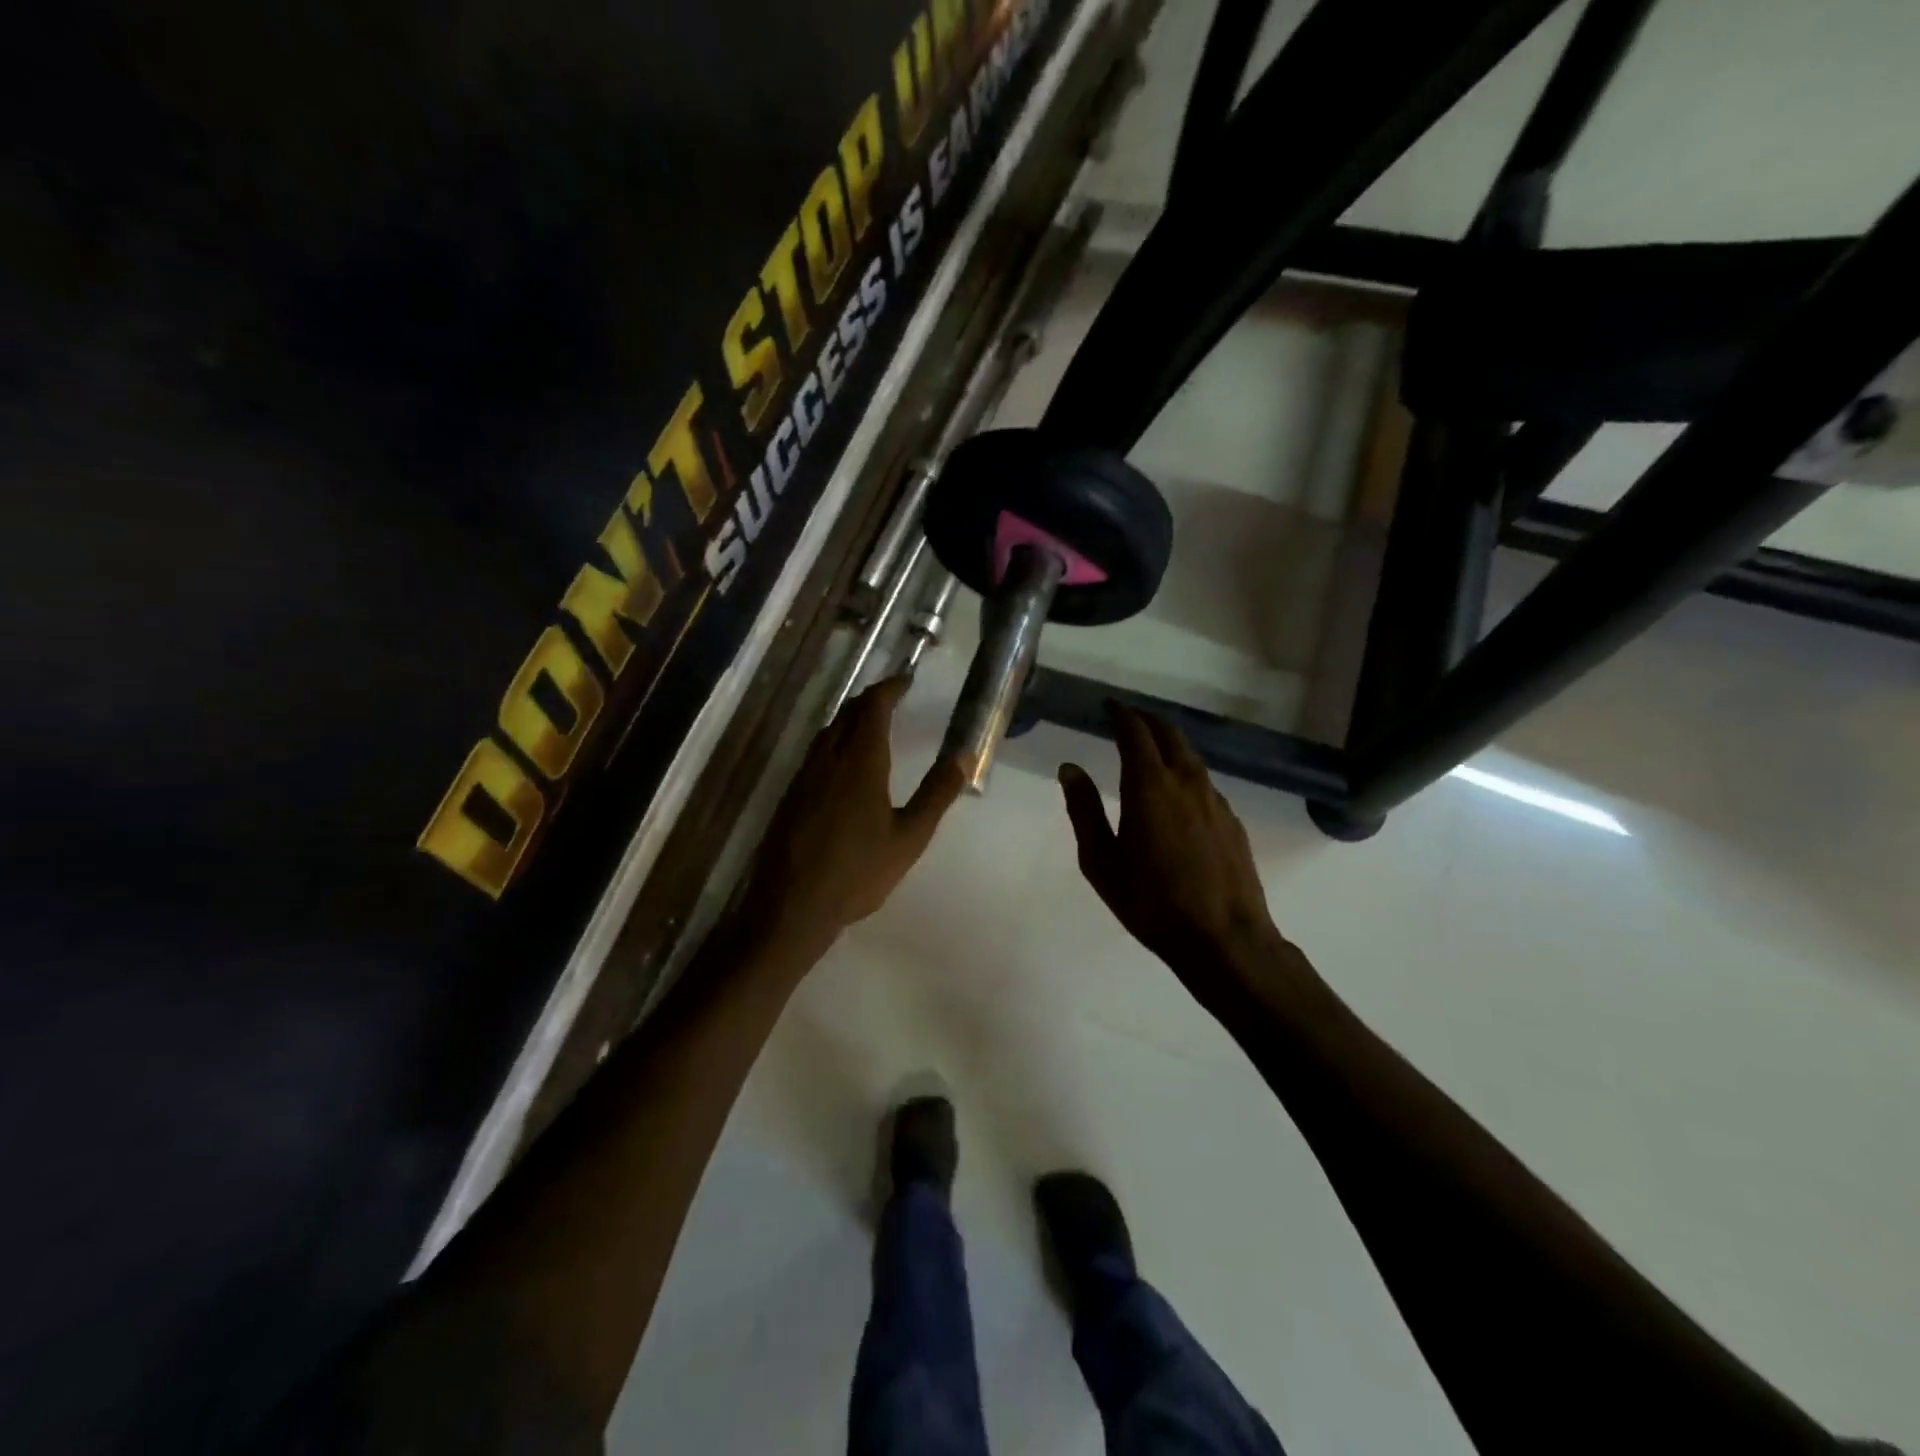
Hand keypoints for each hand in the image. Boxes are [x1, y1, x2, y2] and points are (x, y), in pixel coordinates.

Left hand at [744, 677, 964, 953]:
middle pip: (847, 712)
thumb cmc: (858, 873)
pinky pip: (816, 751)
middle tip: (893, 698)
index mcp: (860, 762)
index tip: (906, 680)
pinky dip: (835, 740)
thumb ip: (937, 793)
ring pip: (828, 730)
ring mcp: (804, 775)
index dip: (889, 688)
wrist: (792, 906)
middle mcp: (828, 758)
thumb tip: (964, 755)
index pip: (872, 707)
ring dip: (850, 718)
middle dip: (870, 699)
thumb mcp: (909, 837)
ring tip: (872, 724)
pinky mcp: (790, 794)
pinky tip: (843, 762)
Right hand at [1059, 703, 1302, 1015]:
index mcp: (1149, 787)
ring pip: (1190, 756)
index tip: (1109, 706)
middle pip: (1169, 734)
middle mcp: (1186, 782)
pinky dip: (1186, 771)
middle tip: (1128, 719)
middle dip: (1146, 720)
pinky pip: (1204, 782)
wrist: (1224, 940)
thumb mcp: (1102, 862)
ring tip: (1151, 749)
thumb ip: (1084, 811)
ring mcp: (1215, 801)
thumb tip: (1070, 769)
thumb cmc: (1152, 903)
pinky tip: (1178, 793)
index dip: (1121, 714)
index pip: (1135, 733)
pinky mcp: (1232, 821)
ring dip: (1169, 743)